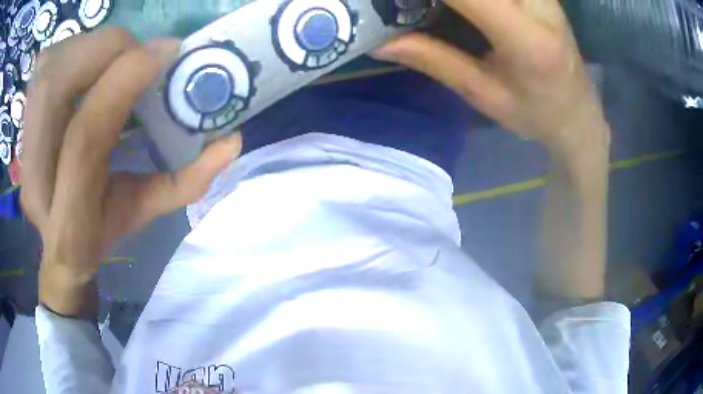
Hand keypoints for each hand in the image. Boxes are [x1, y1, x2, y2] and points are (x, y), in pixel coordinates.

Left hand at [21, 27, 241, 315]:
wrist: (57, 243)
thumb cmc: (98, 235)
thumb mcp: (141, 215)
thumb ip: (185, 182)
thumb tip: (230, 141)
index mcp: (67, 219)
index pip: (84, 139)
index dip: (123, 84)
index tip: (165, 54)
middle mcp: (34, 178)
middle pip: (54, 87)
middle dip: (104, 52)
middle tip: (140, 53)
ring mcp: (23, 146)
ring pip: (49, 68)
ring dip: (89, 47)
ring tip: (119, 55)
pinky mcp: (24, 121)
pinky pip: (47, 65)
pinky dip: (75, 49)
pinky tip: (94, 60)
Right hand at [374, 0, 608, 156]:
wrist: (581, 114)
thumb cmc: (536, 114)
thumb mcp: (483, 94)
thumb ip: (432, 59)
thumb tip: (379, 41)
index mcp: (524, 38)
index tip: (389, 2)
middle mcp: (538, 4)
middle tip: (414, 6)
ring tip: (442, 10)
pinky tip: (464, 8)